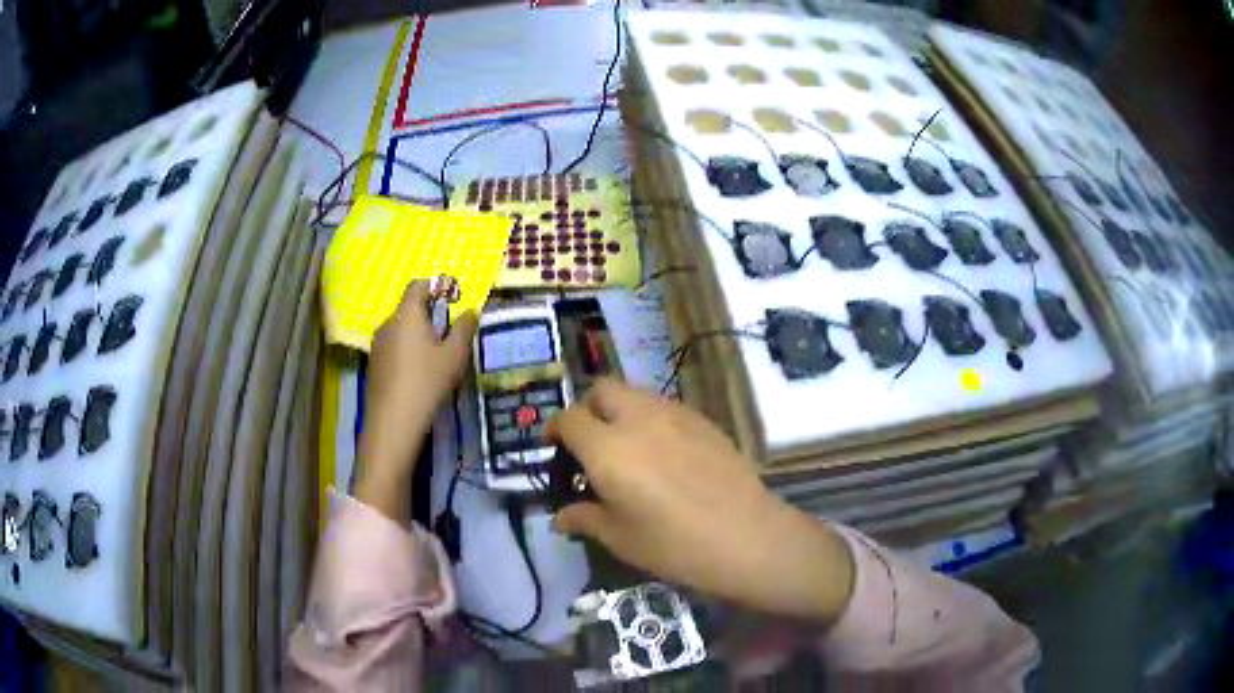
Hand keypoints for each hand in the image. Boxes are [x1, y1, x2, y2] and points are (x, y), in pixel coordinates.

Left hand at [355, 280, 476, 520]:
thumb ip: (464, 328)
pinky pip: (393, 347)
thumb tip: (470, 311)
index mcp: (407, 314)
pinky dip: (407, 351)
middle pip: (409, 308)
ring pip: (400, 329)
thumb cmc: (427, 382)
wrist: (393, 421)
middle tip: (450, 333)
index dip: (436, 287)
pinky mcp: (374, 365)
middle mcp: (388, 323)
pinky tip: (419, 374)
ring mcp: (377, 344)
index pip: (418, 285)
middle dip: (429, 315)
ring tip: (437, 357)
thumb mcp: (455, 355)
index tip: (453, 300)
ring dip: (417, 335)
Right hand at [546, 379, 854, 624]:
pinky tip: (663, 455)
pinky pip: (666, 407)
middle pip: (602, 390)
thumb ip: (585, 518)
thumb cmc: (674, 544)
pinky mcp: (703, 420)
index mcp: (609, 448)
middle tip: (589, 444)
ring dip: (620, 411)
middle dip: (588, 409)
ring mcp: (675, 415)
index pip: (569, 419)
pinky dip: (651, 420)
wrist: (746, 537)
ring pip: (636, 394)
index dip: (554, 430)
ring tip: (627, 449)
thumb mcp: (620, 538)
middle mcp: (639, 419)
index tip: (554, 450)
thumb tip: (560, 516)